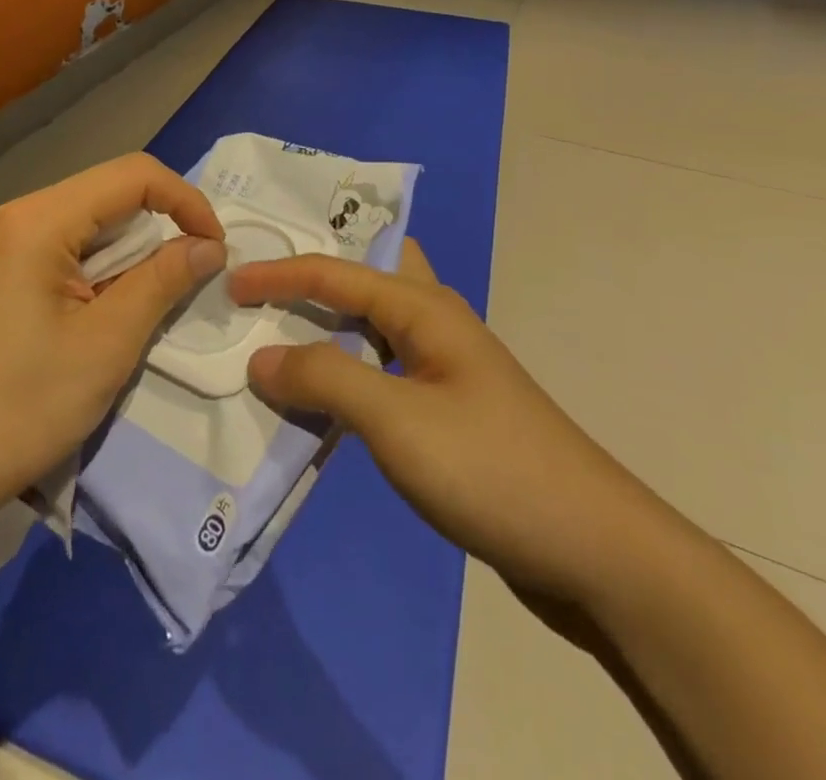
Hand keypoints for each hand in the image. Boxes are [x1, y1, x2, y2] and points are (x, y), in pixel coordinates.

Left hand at [0, 154, 225, 523]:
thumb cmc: (21, 406)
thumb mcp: (107, 344)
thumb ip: (162, 282)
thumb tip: (209, 246)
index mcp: (41, 219)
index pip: (133, 175)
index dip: (185, 201)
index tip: (215, 250)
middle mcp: (23, 215)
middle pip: (113, 192)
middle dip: (162, 226)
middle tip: (193, 277)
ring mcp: (10, 241)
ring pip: (95, 221)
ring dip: (135, 252)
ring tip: (155, 300)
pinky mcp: (8, 270)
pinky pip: (73, 246)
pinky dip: (107, 267)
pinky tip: (113, 309)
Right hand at [233, 244, 665, 606]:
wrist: (596, 552)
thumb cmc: (491, 468)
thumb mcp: (396, 420)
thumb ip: (325, 378)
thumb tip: (262, 357)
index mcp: (424, 307)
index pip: (335, 272)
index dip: (278, 273)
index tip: (229, 284)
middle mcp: (435, 324)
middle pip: (363, 278)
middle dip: (313, 273)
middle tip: (261, 280)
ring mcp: (445, 369)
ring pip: (372, 327)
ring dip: (327, 325)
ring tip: (277, 331)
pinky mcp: (449, 412)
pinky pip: (381, 371)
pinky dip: (345, 371)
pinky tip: (322, 397)